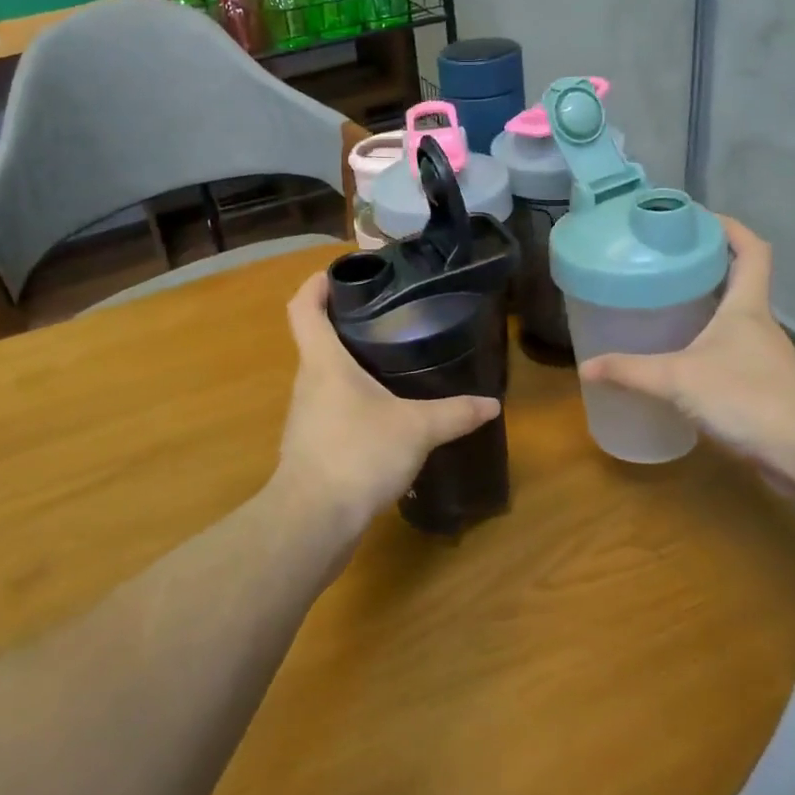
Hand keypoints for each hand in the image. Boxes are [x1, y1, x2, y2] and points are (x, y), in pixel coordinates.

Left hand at [273, 270, 499, 538]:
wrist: (314, 520)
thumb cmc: (358, 453)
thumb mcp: (416, 429)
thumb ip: (454, 413)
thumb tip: (492, 404)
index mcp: (323, 361)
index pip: (302, 307)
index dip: (316, 284)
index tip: (340, 273)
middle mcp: (307, 382)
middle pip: (316, 339)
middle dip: (345, 323)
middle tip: (385, 315)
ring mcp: (305, 416)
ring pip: (324, 376)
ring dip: (349, 365)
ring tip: (389, 361)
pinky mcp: (311, 446)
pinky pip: (331, 409)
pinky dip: (352, 401)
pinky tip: (382, 414)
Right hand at [578, 218, 794, 505]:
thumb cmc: (748, 398)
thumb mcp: (679, 379)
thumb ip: (631, 372)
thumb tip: (586, 368)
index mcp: (746, 306)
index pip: (751, 250)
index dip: (730, 227)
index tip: (697, 219)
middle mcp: (758, 324)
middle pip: (738, 280)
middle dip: (705, 266)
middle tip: (662, 263)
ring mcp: (763, 356)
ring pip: (733, 318)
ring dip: (705, 308)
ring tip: (662, 306)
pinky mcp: (762, 387)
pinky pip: (729, 352)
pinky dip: (706, 346)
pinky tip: (679, 361)